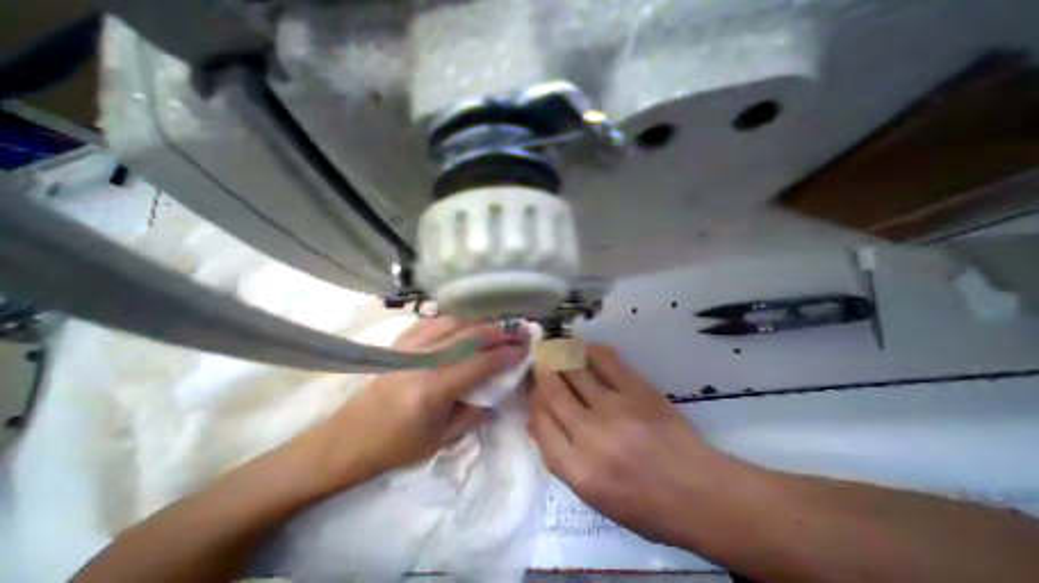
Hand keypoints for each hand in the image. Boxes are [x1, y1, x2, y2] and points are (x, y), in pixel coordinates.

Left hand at [301, 317, 527, 493]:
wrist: (346, 440)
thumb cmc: (395, 447)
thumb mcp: (440, 440)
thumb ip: (474, 413)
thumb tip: (498, 392)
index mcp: (433, 389)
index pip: (480, 363)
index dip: (507, 354)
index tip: (526, 348)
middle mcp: (422, 360)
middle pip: (470, 335)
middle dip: (501, 330)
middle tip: (521, 328)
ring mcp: (409, 347)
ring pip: (454, 321)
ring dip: (481, 320)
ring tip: (500, 323)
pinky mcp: (401, 342)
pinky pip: (434, 321)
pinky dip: (456, 318)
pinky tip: (468, 321)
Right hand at [532, 344, 733, 543]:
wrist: (699, 494)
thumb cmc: (643, 504)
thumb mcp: (592, 494)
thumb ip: (559, 456)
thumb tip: (538, 418)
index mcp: (577, 469)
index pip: (539, 420)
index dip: (533, 399)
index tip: (535, 390)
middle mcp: (590, 435)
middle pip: (552, 390)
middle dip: (542, 372)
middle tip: (541, 363)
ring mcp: (615, 408)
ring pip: (573, 370)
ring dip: (560, 356)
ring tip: (555, 349)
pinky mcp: (637, 390)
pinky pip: (605, 359)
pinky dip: (589, 350)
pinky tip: (583, 349)